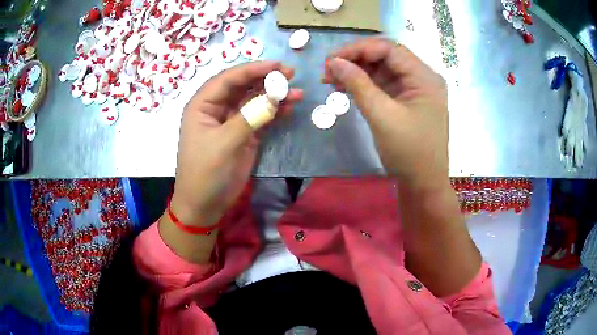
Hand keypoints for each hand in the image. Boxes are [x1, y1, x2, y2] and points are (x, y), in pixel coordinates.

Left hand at [171, 61, 302, 226]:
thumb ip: (249, 118)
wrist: (205, 204)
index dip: (251, 69)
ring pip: (254, 100)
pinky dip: (275, 112)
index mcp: (203, 105)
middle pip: (243, 86)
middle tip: (291, 75)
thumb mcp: (224, 144)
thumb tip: (274, 98)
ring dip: (274, 96)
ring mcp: (232, 121)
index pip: (228, 79)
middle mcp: (217, 109)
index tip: (277, 65)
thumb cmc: (206, 173)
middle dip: (266, 79)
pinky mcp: (244, 134)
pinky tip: (289, 109)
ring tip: (297, 93)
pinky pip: (261, 117)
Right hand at [324, 39, 447, 189]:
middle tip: (328, 69)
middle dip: (356, 60)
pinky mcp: (407, 102)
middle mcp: (422, 78)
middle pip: (386, 57)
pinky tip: (345, 88)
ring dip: (357, 72)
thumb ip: (358, 84)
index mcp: (424, 77)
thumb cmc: (409, 152)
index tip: (331, 59)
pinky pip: (384, 85)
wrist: (423, 185)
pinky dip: (365, 85)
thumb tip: (334, 61)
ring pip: (383, 70)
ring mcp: (415, 90)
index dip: (359, 49)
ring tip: (331, 79)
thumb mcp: (382, 116)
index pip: (389, 49)